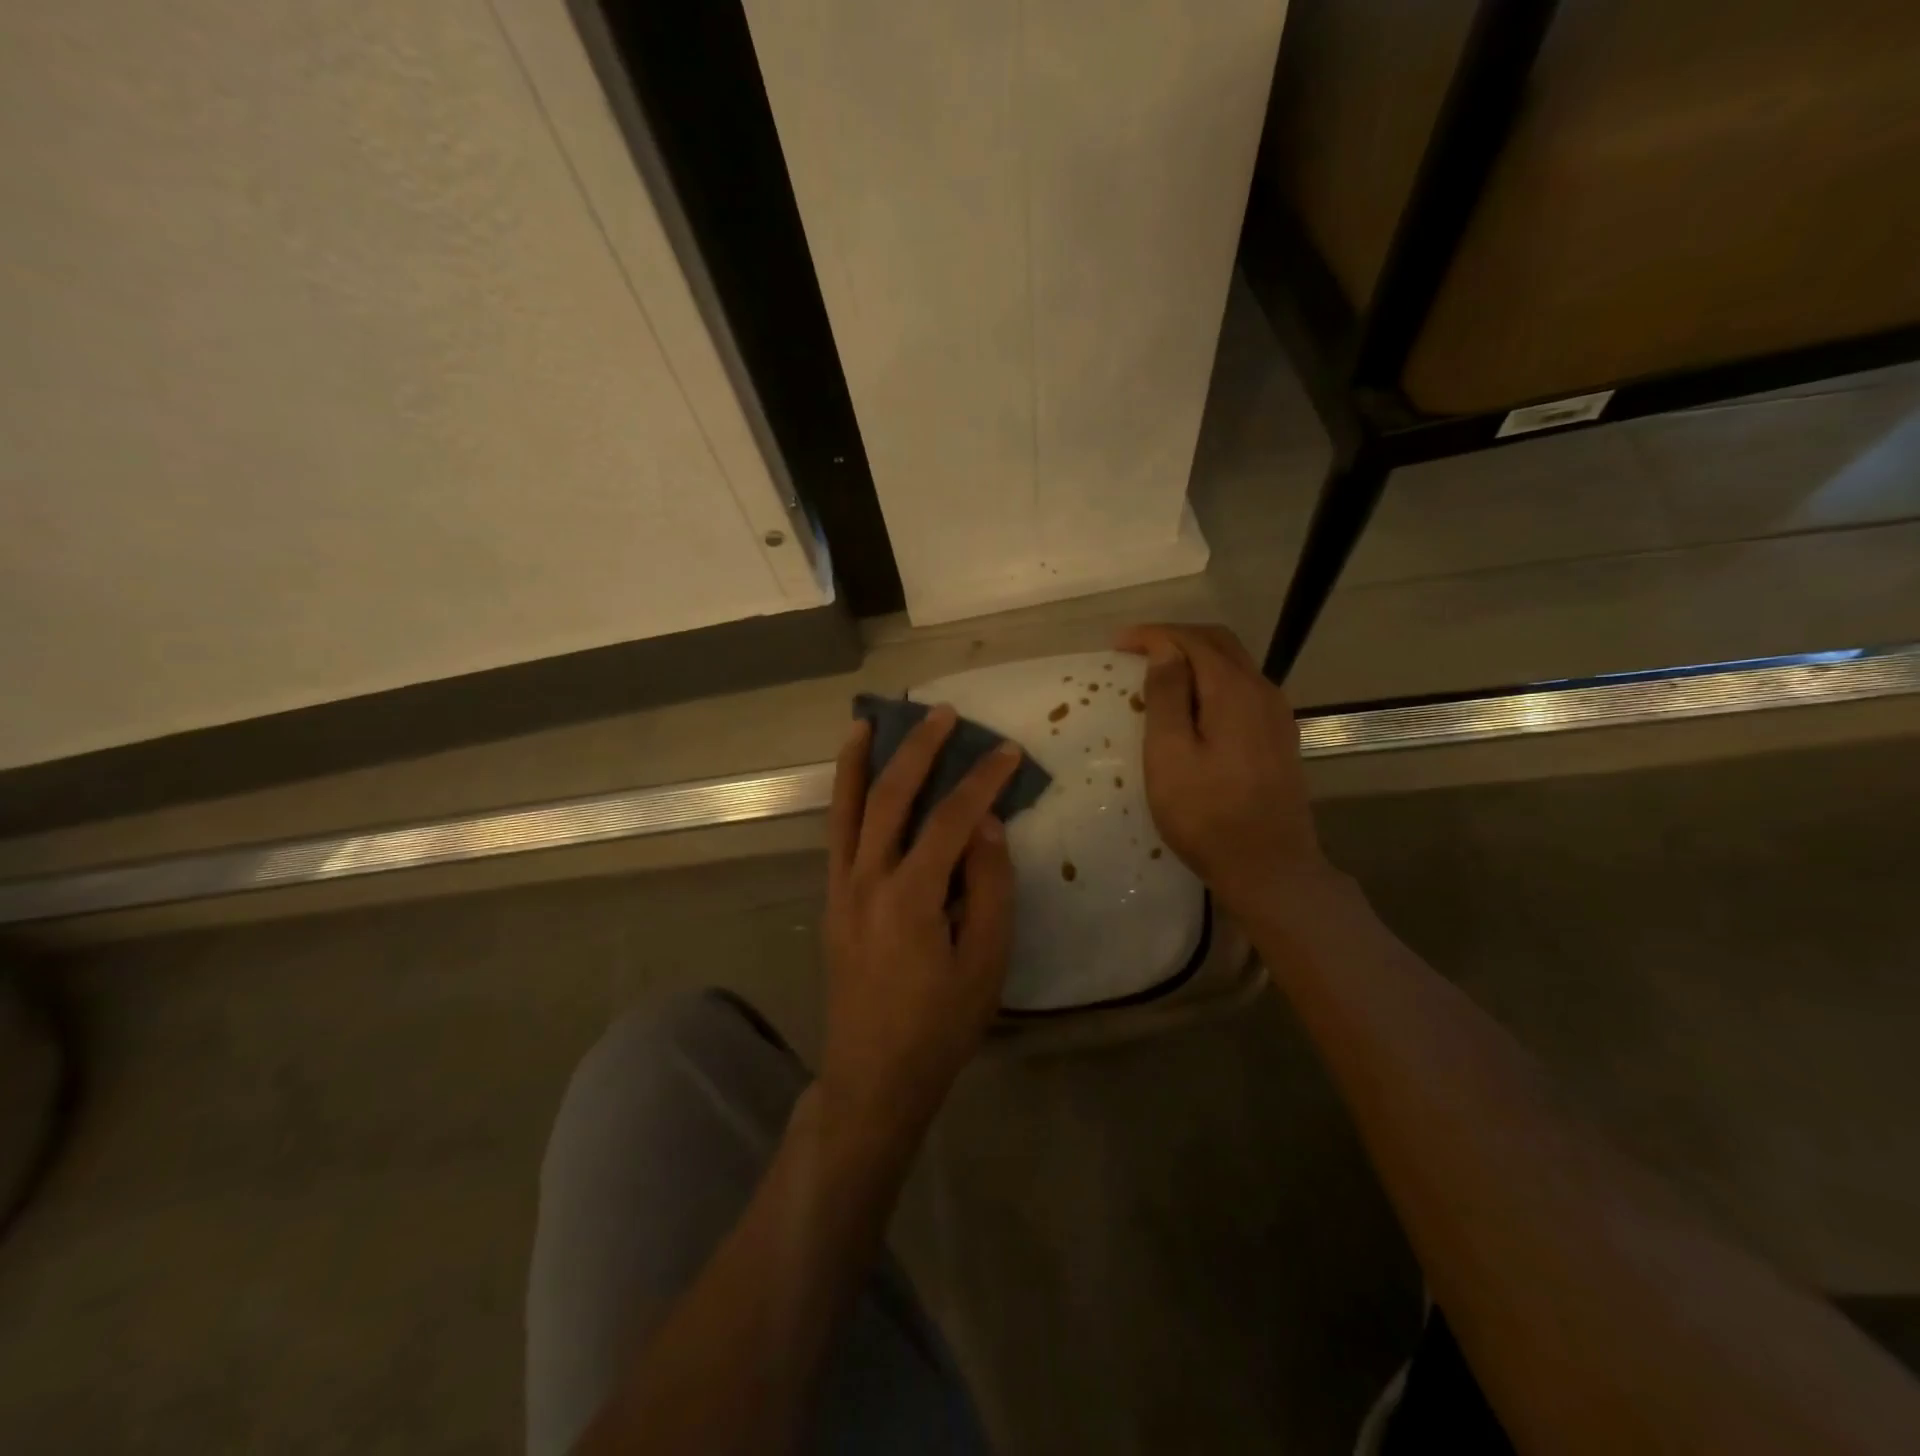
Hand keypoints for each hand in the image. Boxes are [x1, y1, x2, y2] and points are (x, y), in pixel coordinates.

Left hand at [819, 706, 1020, 1148]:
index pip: (949, 820)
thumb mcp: (986, 963)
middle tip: (942, 713)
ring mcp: (841, 889)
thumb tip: (987, 823)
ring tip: (869, 721)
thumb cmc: (940, 1026)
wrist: (873, 1076)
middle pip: (889, 798)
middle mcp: (866, 881)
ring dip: (858, 761)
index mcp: (910, 898)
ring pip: (846, 809)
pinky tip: (854, 779)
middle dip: (917, 749)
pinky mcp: (832, 900)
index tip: (1006, 750)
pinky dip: (843, 797)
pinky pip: (836, 835)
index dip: (980, 781)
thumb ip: (990, 887)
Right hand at [1116, 623, 1331, 917]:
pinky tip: (1192, 705)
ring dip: (1194, 659)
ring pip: (1234, 665)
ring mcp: (1276, 715)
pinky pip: (1242, 689)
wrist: (1270, 868)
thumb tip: (1165, 650)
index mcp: (1234, 691)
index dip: (1153, 635)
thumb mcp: (1170, 755)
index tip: (1116, 645)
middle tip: (1135, 652)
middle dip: (1175, 639)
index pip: (1192, 641)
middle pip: (1219, 644)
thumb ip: (1166, 696)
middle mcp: (1262, 691)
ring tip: (1158, 674)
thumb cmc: (1207, 815)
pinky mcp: (1279, 737)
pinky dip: (1211, 682)